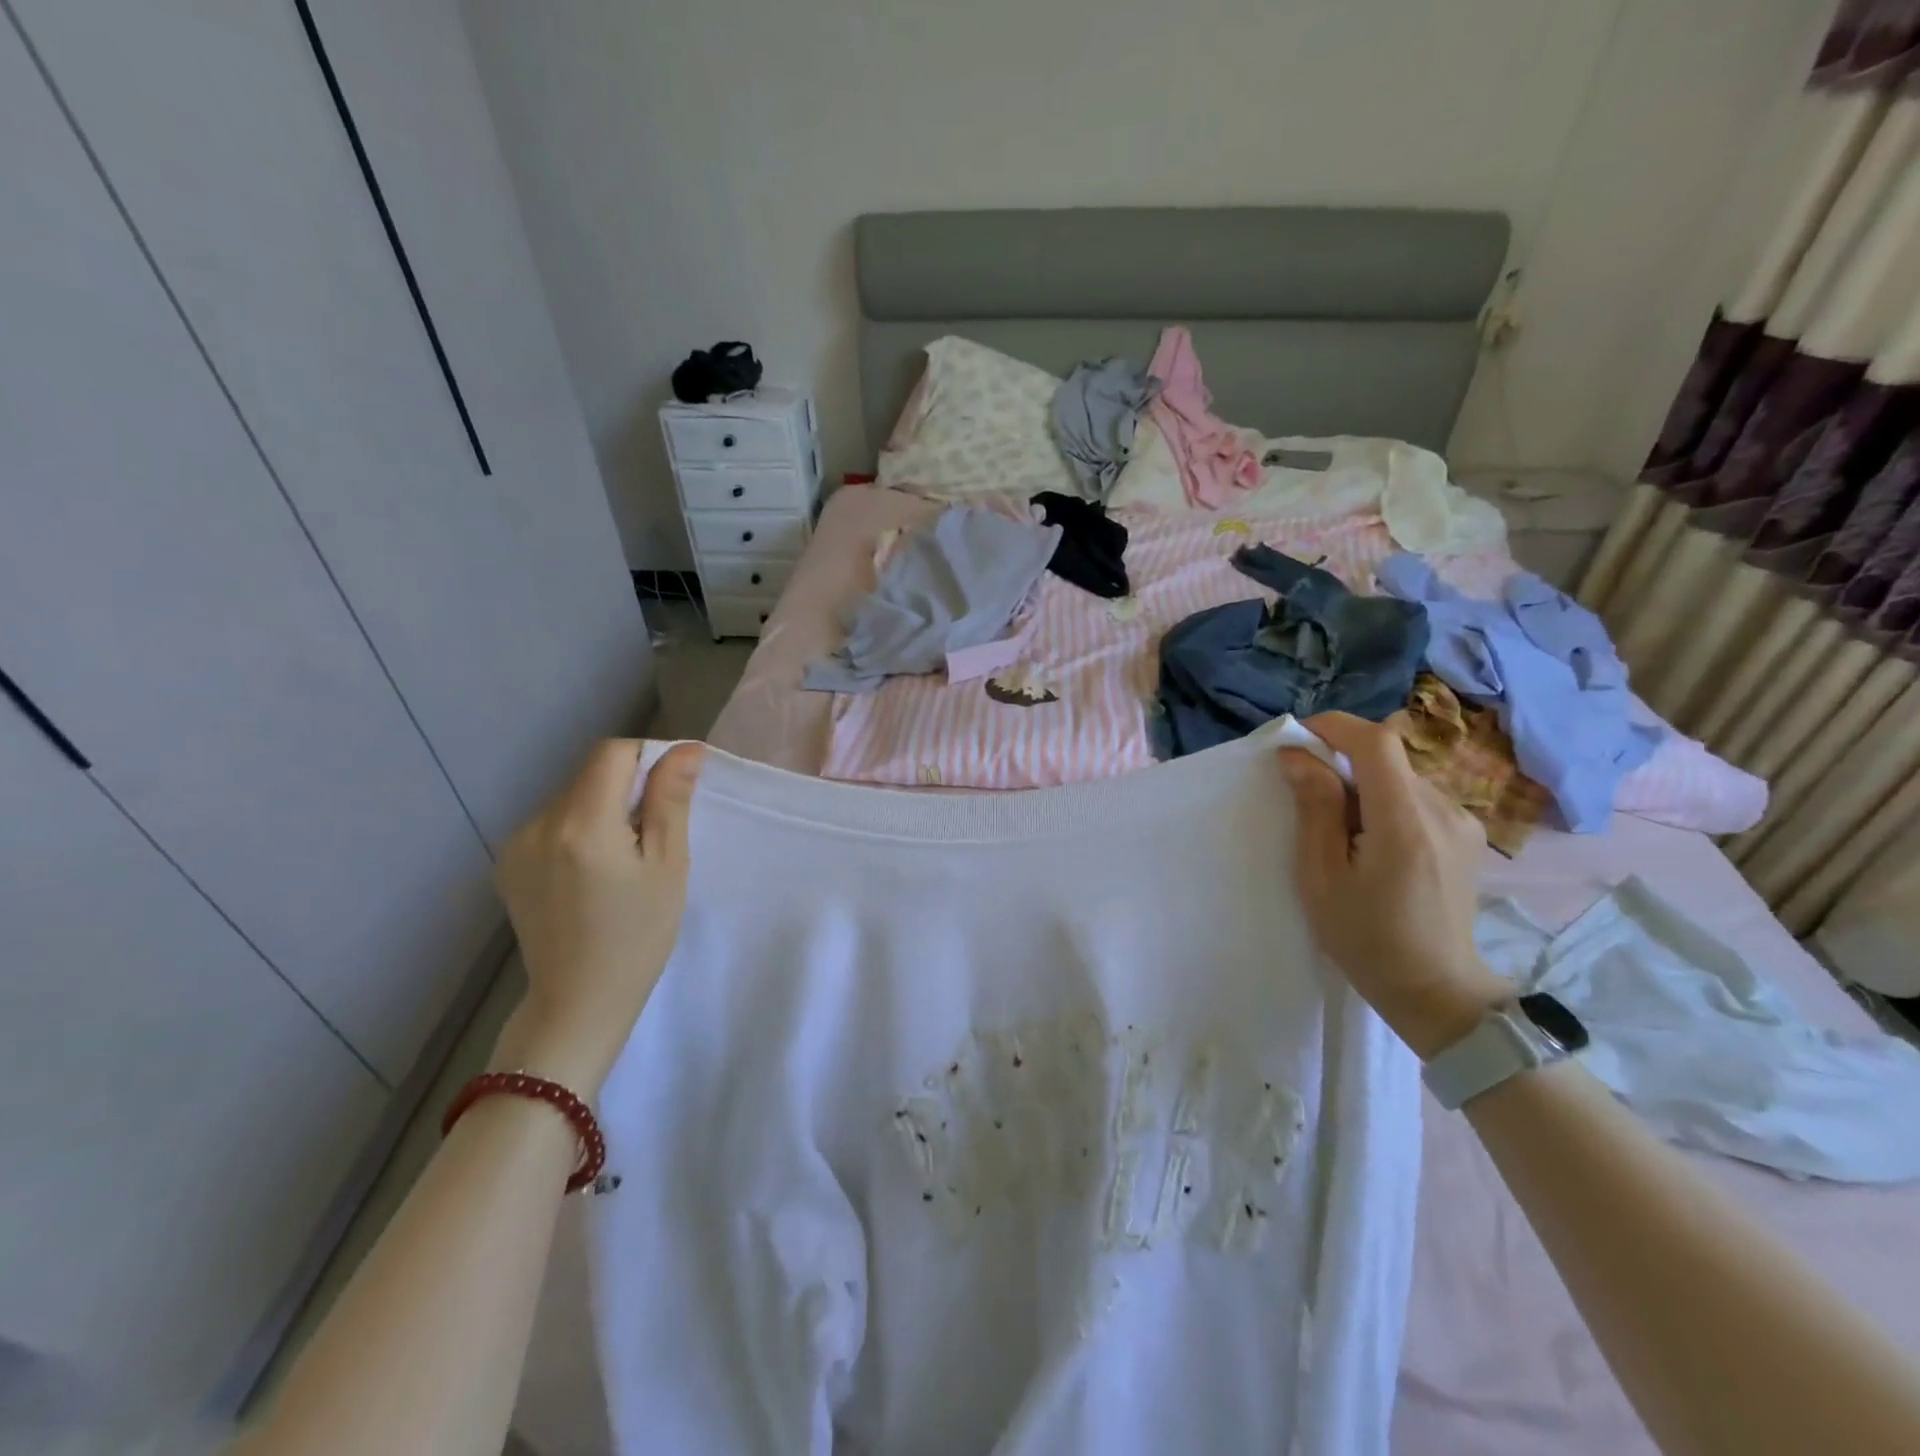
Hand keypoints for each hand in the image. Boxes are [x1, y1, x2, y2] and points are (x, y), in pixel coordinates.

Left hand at [489, 740, 704, 1096]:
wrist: (578, 1002)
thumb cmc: (638, 935)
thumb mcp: (668, 865)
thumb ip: (671, 800)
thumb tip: (685, 749)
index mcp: (582, 823)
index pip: (613, 753)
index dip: (649, 759)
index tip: (672, 791)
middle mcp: (539, 824)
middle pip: (591, 774)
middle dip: (627, 787)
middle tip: (654, 834)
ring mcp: (516, 844)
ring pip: (572, 797)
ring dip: (603, 808)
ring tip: (622, 858)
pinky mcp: (508, 863)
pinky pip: (552, 823)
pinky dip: (579, 830)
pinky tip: (591, 872)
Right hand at [1280, 712, 1509, 1059]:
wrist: (1435, 989)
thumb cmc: (1365, 938)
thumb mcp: (1321, 876)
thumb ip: (1315, 808)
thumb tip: (1297, 756)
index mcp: (1406, 821)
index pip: (1376, 742)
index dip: (1334, 727)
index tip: (1297, 739)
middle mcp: (1444, 810)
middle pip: (1387, 757)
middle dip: (1341, 761)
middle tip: (1306, 796)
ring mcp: (1462, 821)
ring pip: (1400, 775)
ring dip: (1362, 784)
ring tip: (1339, 829)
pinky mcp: (1466, 833)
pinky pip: (1416, 795)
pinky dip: (1384, 800)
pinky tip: (1370, 840)